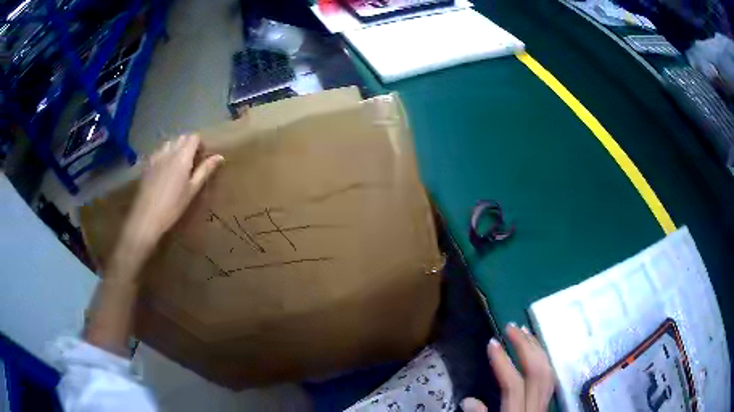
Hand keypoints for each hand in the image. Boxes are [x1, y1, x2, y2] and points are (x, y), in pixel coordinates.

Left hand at [117, 134, 223, 265]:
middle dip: (189, 145)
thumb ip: (205, 170)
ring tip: (177, 165)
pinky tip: (164, 170)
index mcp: (182, 156)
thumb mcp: (192, 190)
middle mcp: (169, 151)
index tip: (201, 158)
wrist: (147, 216)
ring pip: (169, 142)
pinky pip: (159, 151)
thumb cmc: (173, 206)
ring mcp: (156, 156)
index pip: (194, 137)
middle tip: (191, 162)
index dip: (200, 144)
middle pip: (182, 137)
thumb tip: (220, 156)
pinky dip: (165, 154)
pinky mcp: (147, 163)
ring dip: (176, 148)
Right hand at [461, 324, 554, 411]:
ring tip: (524, 331)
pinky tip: (536, 351)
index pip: (514, 385)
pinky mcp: (546, 403)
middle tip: (511, 327)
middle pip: (538, 372)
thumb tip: (468, 400)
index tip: (491, 342)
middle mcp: (536, 408)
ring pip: (548, 371)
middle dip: (526, 346)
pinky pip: (549, 376)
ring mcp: (544, 405)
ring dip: (537, 348)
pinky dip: (543, 359)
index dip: (503, 363)